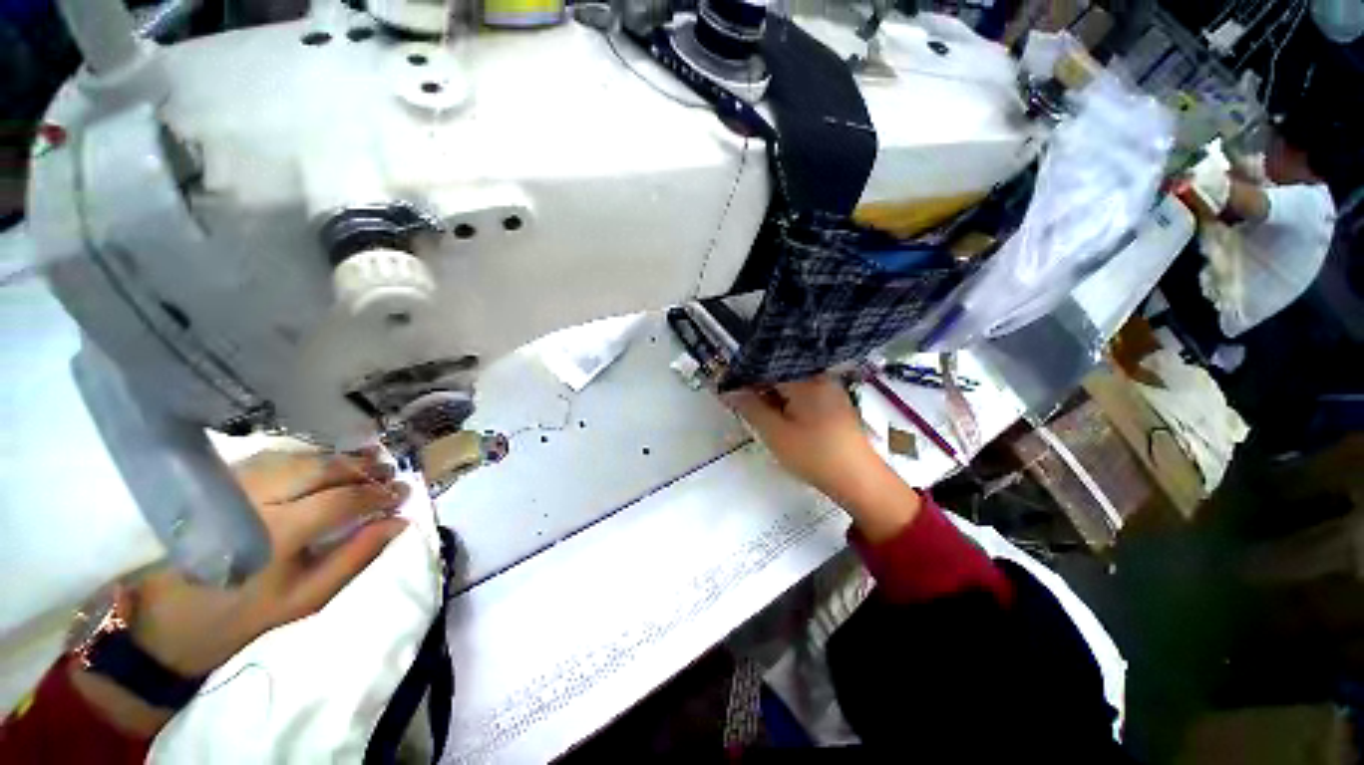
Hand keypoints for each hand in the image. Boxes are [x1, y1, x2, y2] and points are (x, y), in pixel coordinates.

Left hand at [72, 449, 409, 735]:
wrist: (163, 627)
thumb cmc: (239, 621)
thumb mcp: (304, 600)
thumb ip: (354, 557)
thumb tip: (397, 523)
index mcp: (275, 533)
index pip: (342, 499)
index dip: (378, 493)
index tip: (403, 493)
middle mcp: (252, 499)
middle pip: (321, 468)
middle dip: (362, 468)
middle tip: (389, 473)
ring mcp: (230, 487)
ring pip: (298, 457)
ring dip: (337, 459)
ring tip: (366, 462)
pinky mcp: (216, 485)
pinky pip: (273, 459)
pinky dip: (306, 458)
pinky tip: (323, 463)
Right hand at [725, 376, 920, 541]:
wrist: (860, 480)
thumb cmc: (814, 455)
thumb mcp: (774, 432)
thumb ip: (750, 407)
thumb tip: (729, 390)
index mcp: (805, 378)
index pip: (766, 367)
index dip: (745, 378)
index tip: (730, 392)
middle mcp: (819, 376)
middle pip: (779, 373)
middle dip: (758, 388)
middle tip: (743, 407)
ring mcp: (830, 389)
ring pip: (790, 385)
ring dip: (772, 397)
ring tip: (761, 415)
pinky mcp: (834, 403)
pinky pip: (803, 394)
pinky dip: (788, 403)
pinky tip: (781, 419)